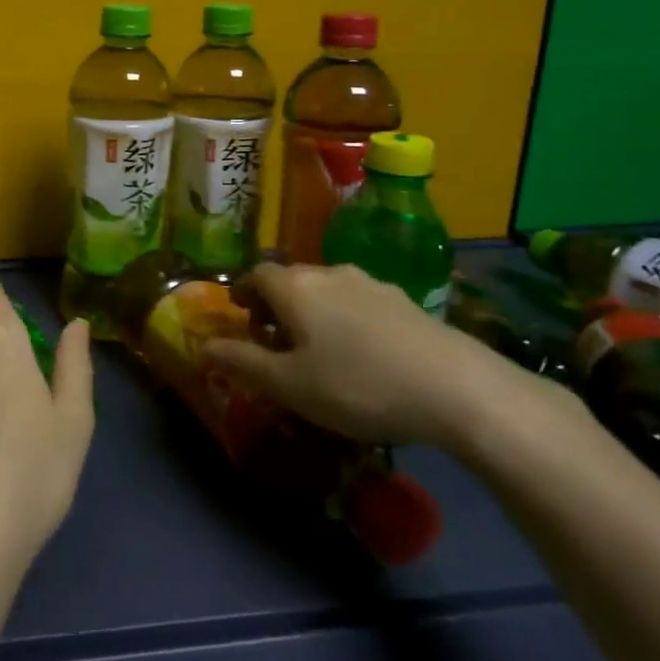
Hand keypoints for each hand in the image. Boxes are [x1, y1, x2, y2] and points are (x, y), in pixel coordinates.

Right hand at [203, 262, 529, 448]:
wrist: (456, 388)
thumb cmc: (357, 385)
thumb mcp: (289, 385)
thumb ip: (243, 362)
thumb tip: (203, 345)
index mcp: (296, 288)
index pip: (257, 273)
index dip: (243, 291)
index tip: (241, 316)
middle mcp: (329, 273)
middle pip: (291, 278)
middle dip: (276, 304)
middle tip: (274, 340)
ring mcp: (371, 283)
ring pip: (327, 288)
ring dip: (312, 310)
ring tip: (318, 348)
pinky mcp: (405, 300)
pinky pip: (358, 301)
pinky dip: (345, 317)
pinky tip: (362, 352)